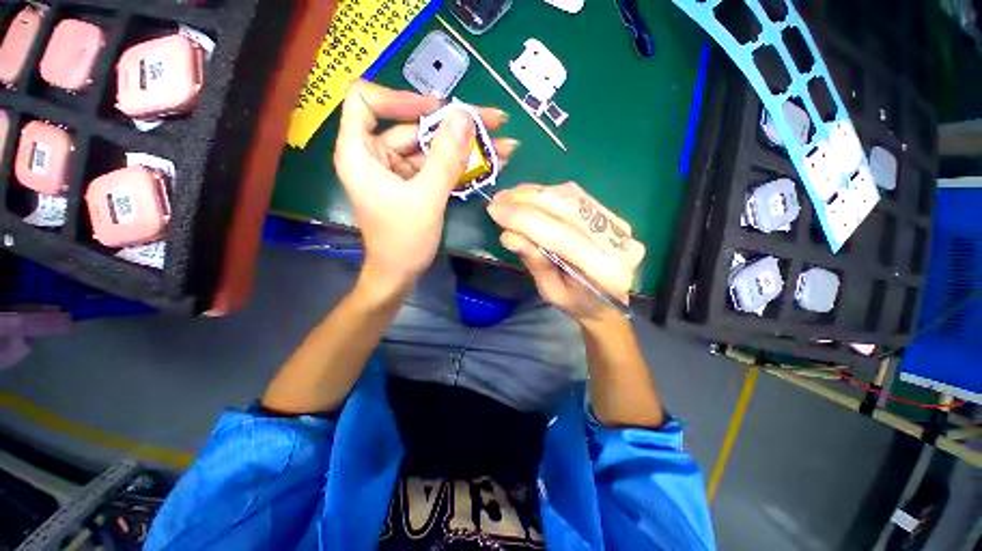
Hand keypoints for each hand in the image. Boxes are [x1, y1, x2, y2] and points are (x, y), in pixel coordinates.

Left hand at [333, 80, 517, 291]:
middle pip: (412, 124)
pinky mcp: (414, 183)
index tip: (437, 109)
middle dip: (453, 124)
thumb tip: (464, 116)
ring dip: (465, 145)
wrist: (400, 274)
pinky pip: (437, 166)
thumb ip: (445, 158)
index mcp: (360, 153)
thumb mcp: (426, 199)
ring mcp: (397, 170)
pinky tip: (489, 161)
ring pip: (430, 146)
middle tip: (493, 121)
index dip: (400, 98)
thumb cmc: (404, 241)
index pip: (366, 101)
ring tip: (502, 143)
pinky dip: (461, 164)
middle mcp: (375, 155)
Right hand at [487, 182, 645, 323]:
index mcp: (605, 272)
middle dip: (528, 200)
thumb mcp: (550, 291)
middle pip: (569, 209)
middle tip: (498, 199)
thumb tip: (508, 235)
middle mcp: (619, 243)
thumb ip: (534, 261)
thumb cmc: (576, 303)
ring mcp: (620, 226)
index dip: (525, 220)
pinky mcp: (614, 215)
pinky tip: (531, 195)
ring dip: (537, 193)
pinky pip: (578, 196)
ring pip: (573, 197)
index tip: (495, 210)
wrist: (608, 303)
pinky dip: (550, 193)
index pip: (561, 237)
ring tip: (510, 196)